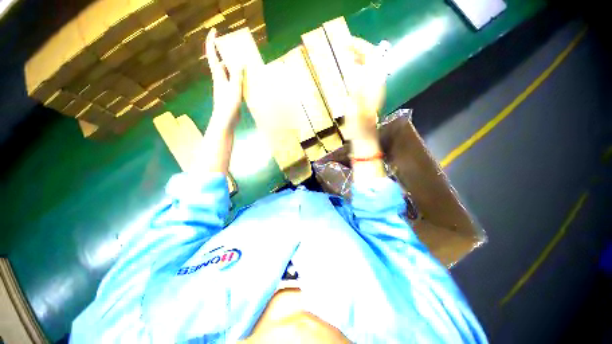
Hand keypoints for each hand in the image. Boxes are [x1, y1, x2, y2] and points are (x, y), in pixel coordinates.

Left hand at [205, 28, 243, 129]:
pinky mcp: (231, 94)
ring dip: (236, 67)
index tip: (215, 31)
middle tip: (238, 49)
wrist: (226, 120)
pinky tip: (248, 80)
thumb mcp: (234, 89)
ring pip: (230, 73)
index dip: (211, 42)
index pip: (212, 55)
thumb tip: (240, 62)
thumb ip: (237, 75)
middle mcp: (220, 79)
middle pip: (222, 63)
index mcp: (218, 75)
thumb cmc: (228, 104)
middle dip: (228, 54)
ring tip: (246, 63)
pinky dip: (241, 79)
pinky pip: (235, 82)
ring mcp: (225, 87)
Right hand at [345, 37, 386, 141]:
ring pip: (369, 66)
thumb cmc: (359, 125)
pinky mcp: (368, 94)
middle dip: (359, 49)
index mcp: (374, 84)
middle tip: (344, 47)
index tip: (347, 43)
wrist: (364, 137)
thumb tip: (355, 67)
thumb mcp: (356, 108)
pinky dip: (357, 68)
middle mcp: (376, 83)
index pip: (372, 57)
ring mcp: (373, 88)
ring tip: (345, 55)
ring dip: (358, 58)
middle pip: (372, 59)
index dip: (361, 47)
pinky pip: (364, 74)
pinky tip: (349, 71)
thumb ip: (357, 88)